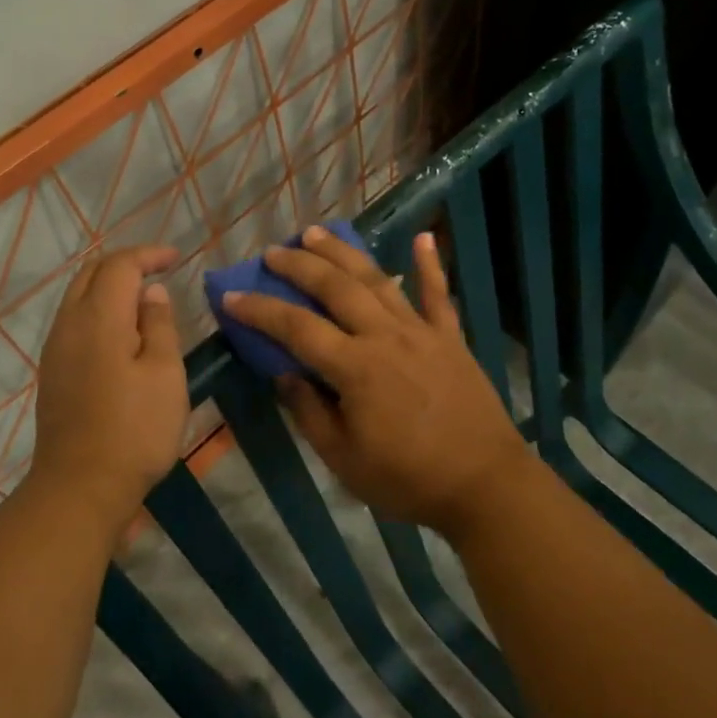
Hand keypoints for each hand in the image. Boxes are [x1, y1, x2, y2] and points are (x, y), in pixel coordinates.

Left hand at [30, 245, 187, 534]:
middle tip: (159, 270)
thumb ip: (159, 325)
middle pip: (92, 273)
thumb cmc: (135, 430)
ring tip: (142, 297)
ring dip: (109, 286)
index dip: (148, 255)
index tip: (176, 257)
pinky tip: (120, 331)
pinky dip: (98, 309)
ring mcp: (55, 349)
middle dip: (125, 264)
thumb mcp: (164, 374)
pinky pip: (74, 321)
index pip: (120, 266)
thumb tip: (151, 292)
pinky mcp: (53, 372)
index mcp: (99, 318)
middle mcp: (69, 324)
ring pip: (78, 296)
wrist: (80, 487)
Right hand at [222, 226, 532, 535]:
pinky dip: (430, 264)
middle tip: (274, 252)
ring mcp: (421, 331)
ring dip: (344, 253)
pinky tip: (423, 237)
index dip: (260, 310)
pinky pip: (439, 294)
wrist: (485, 485)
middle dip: (300, 265)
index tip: (231, 296)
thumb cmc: (408, 479)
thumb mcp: (344, 459)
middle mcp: (385, 336)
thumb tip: (284, 375)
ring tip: (317, 232)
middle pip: (334, 289)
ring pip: (376, 280)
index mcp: (355, 368)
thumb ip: (310, 412)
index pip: (296, 328)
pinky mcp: (450, 338)